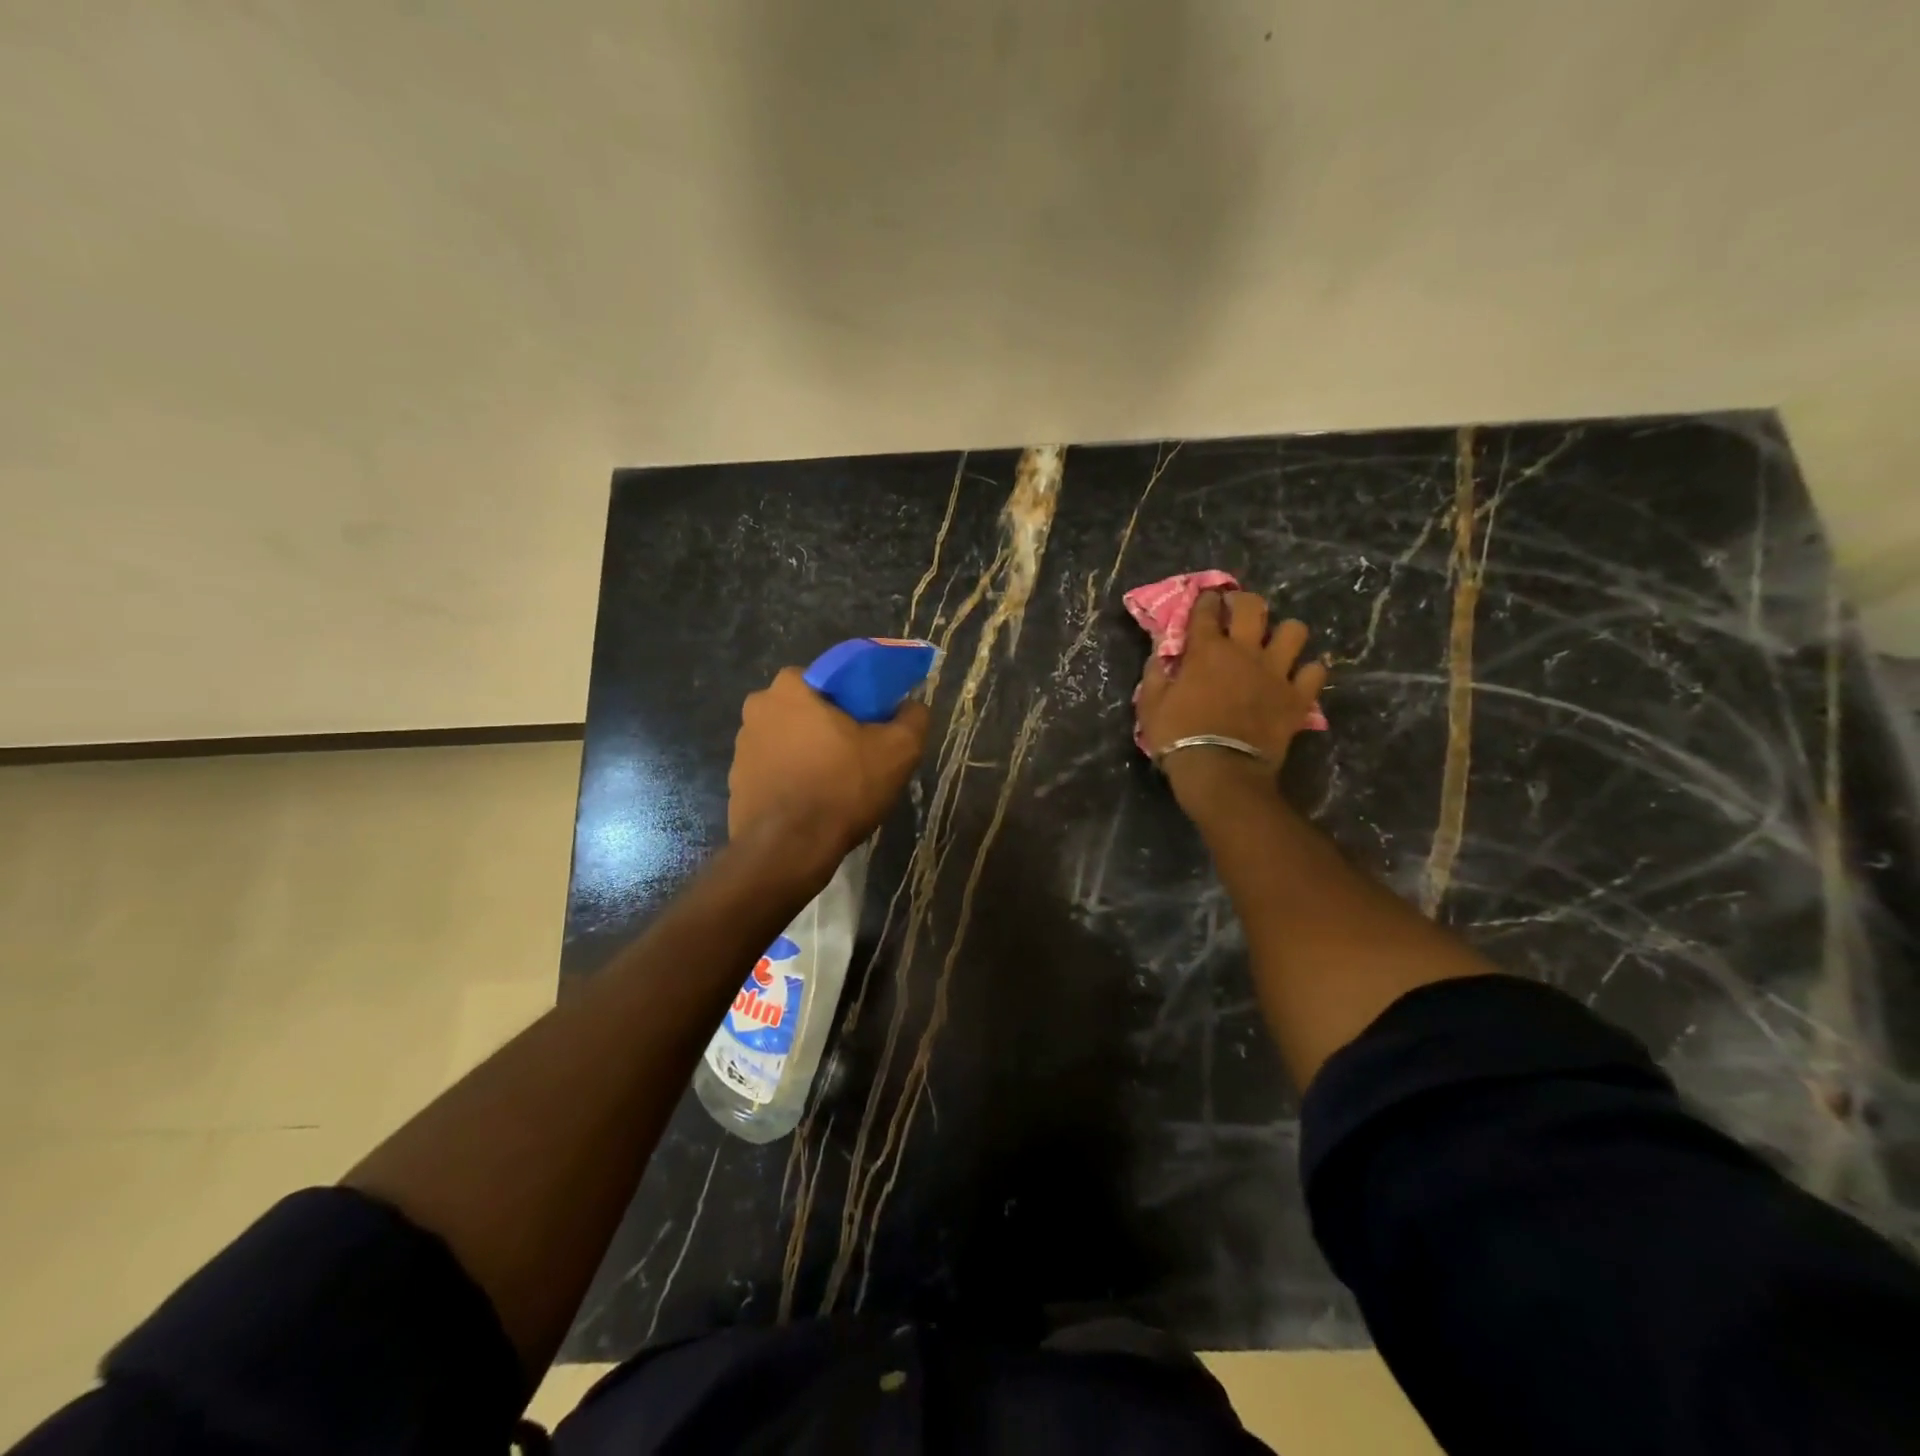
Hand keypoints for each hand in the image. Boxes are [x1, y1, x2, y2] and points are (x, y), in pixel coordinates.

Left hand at [728, 666, 930, 880]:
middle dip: (830, 726)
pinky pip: (774, 771)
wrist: (789, 850)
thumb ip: (913, 718)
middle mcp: (757, 709)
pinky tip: (814, 803)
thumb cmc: (842, 787)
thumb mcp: (898, 750)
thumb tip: (913, 706)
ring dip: (809, 753)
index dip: (855, 699)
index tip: (872, 724)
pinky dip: (793, 780)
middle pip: (807, 710)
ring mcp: (741, 748)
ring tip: (837, 784)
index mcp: (790, 688)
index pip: (829, 679)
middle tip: (858, 754)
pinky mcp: (736, 783)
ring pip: (789, 740)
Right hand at [1137, 591, 1327, 809]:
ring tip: (1275, 644)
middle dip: (1244, 601)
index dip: (1206, 600)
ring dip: (1285, 634)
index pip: (1206, 610)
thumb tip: (1159, 654)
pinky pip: (1315, 672)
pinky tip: (1298, 678)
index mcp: (1206, 650)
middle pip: (1253, 606)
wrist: (1220, 771)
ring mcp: (1276, 672)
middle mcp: (1245, 651)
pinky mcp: (1298, 697)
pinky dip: (1308, 673)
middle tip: (1238, 610)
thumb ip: (1155, 674)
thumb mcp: (1150, 706)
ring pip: (1294, 631)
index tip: (1206, 600)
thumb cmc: (1178, 737)